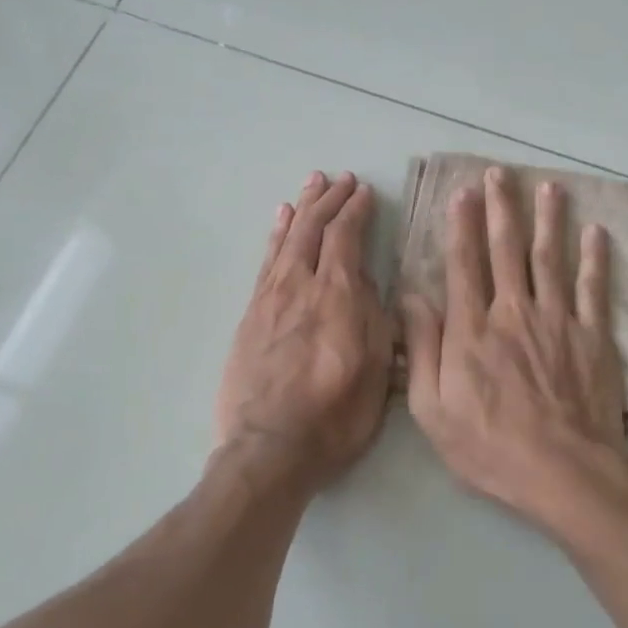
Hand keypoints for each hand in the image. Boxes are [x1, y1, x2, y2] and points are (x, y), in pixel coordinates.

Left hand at [216, 171, 393, 489]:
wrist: (269, 448)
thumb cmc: (335, 416)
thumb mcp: (377, 372)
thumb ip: (376, 321)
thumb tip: (370, 285)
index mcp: (338, 297)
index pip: (346, 238)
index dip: (356, 210)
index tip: (365, 192)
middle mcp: (301, 286)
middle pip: (314, 229)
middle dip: (330, 200)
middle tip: (342, 179)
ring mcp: (271, 298)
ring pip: (288, 238)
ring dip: (303, 208)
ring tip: (313, 184)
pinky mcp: (251, 313)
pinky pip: (266, 261)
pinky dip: (276, 235)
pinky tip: (280, 220)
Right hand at [401, 166, 627, 533]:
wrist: (563, 471)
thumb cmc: (490, 446)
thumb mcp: (433, 409)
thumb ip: (422, 349)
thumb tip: (410, 297)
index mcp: (472, 329)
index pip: (463, 264)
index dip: (461, 225)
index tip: (463, 193)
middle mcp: (513, 311)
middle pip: (505, 250)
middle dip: (501, 208)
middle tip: (501, 174)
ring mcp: (557, 320)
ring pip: (549, 258)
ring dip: (548, 220)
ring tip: (548, 188)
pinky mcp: (591, 336)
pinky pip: (593, 288)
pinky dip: (594, 259)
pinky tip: (596, 233)